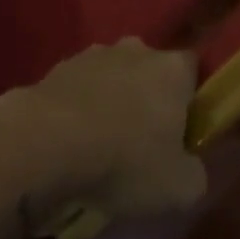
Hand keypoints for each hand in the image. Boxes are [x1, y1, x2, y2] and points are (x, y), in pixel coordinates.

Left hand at [0, 39, 205, 234]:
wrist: (45, 144)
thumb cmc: (124, 160)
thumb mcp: (178, 188)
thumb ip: (195, 174)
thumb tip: (189, 168)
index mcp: (173, 69)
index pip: (193, 71)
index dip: (191, 100)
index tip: (183, 133)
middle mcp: (136, 50)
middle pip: (151, 70)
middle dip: (149, 98)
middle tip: (142, 143)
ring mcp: (94, 54)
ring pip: (113, 77)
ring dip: (111, 101)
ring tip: (100, 146)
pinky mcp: (57, 67)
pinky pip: (79, 89)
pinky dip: (79, 109)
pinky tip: (70, 143)